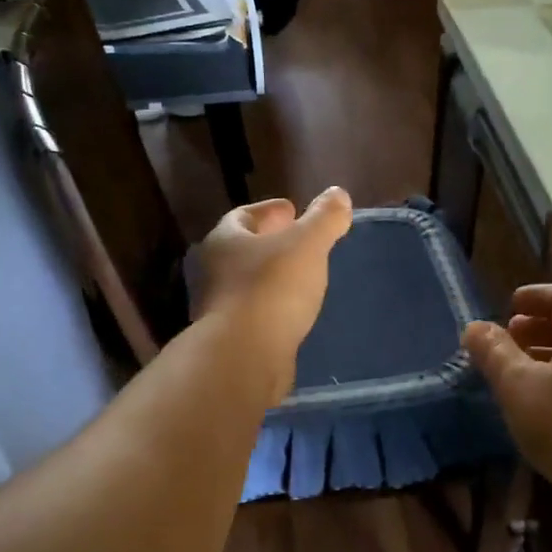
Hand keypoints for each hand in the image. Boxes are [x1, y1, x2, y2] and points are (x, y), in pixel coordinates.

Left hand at [195, 187, 352, 399]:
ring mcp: (217, 309)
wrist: (244, 357)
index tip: (292, 211)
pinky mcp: (229, 341)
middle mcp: (212, 272)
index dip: (269, 211)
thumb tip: (339, 194)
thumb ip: (324, 218)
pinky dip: (271, 308)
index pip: (243, 216)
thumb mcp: (307, 245)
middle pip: (242, 250)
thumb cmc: (272, 288)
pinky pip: (253, 315)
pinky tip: (292, 313)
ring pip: (246, 284)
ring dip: (270, 278)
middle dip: (269, 244)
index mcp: (224, 240)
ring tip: (300, 278)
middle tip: (298, 243)